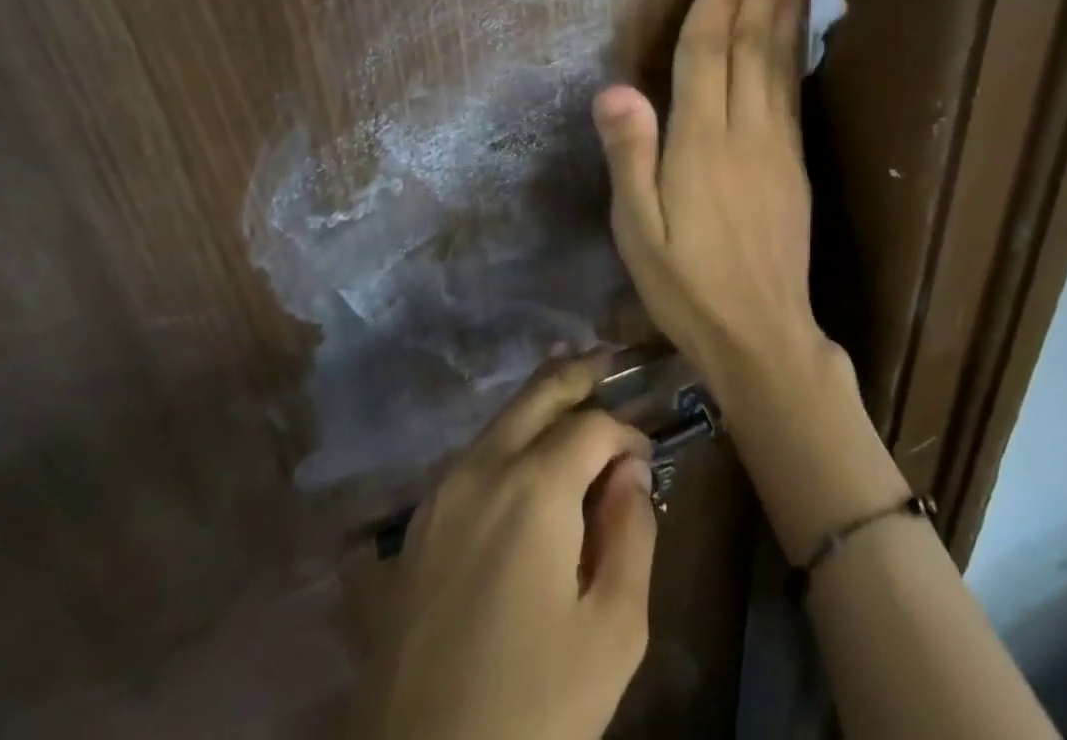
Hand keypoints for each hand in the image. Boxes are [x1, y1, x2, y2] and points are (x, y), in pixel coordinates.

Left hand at [371, 354, 657, 739]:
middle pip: (538, 394)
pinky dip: (511, 436)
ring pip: (502, 419)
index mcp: (533, 487)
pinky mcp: (419, 525)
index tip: (647, 459)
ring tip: (576, 391)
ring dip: (542, 401)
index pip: (592, 425)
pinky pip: (476, 456)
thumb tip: (629, 472)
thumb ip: (632, 534)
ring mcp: (442, 492)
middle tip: (610, 361)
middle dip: (579, 373)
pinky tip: (529, 454)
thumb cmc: (531, 709)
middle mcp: (482, 468)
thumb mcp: (612, 632)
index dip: (627, 432)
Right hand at [591, 0, 827, 396]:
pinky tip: (799, 17)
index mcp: (701, 143)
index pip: (707, 53)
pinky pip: (793, 85)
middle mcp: (745, 130)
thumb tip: (615, 88)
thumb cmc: (687, 286)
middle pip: (753, 42)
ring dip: (789, 0)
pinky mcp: (795, 157)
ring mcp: (778, 142)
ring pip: (781, 57)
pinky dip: (796, 41)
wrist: (762, 336)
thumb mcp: (638, 231)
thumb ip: (630, 156)